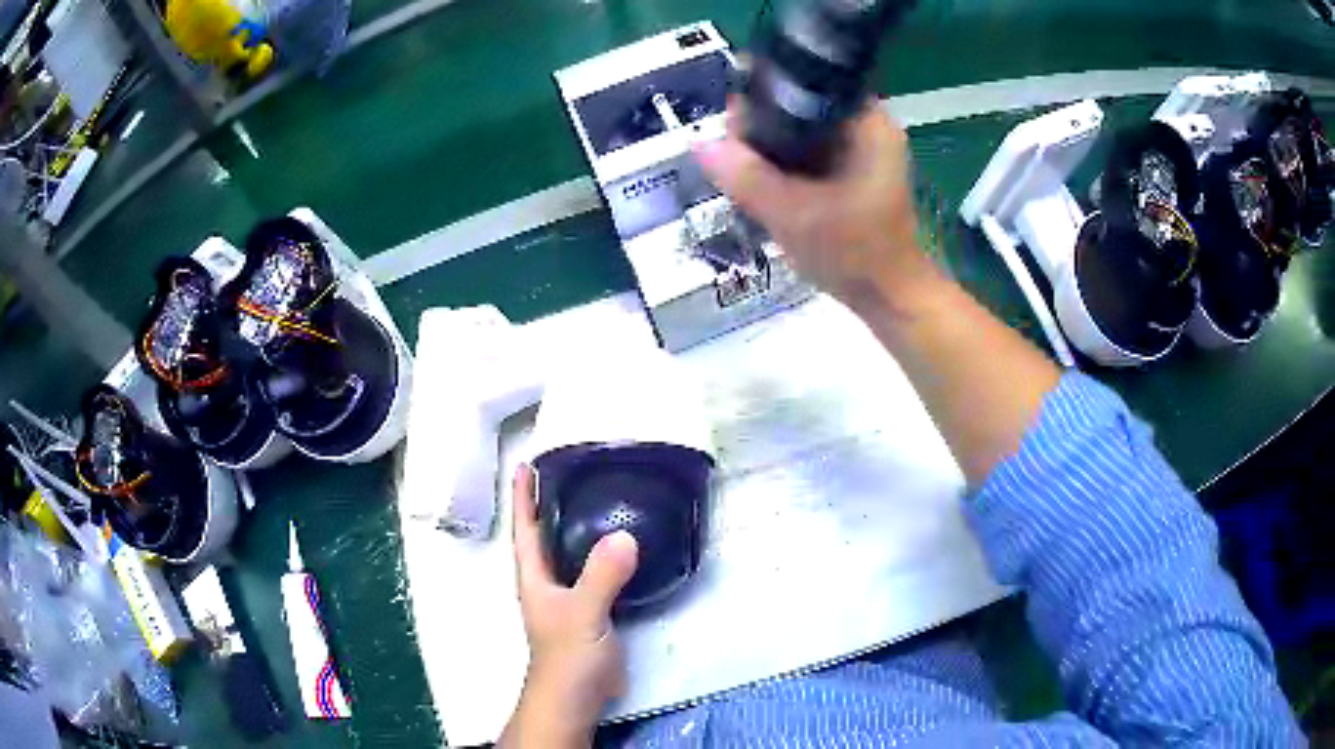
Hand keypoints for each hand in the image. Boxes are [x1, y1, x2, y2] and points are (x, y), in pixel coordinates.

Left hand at [500, 464, 638, 748]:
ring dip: (577, 527)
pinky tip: (622, 546)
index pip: (525, 529)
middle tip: (567, 472)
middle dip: (549, 504)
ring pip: (570, 553)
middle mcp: (548, 582)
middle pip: (545, 536)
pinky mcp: (591, 610)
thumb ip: (601, 576)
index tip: (525, 464)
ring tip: (596, 499)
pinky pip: (594, 571)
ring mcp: (568, 597)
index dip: (523, 497)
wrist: (577, 695)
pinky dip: (603, 554)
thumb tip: (624, 536)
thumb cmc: (567, 655)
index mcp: (535, 577)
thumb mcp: (583, 612)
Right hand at [695, 102, 943, 313]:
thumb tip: (698, 142)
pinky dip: (787, 166)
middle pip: (800, 109)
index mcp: (867, 122)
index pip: (804, 86)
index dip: (762, 99)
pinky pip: (811, 154)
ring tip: (743, 174)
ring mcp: (864, 150)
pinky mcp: (856, 172)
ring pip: (803, 133)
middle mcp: (869, 127)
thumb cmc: (856, 254)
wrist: (891, 299)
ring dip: (771, 151)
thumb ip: (746, 177)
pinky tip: (766, 185)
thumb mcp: (795, 214)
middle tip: (733, 160)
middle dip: (763, 130)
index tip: (732, 129)